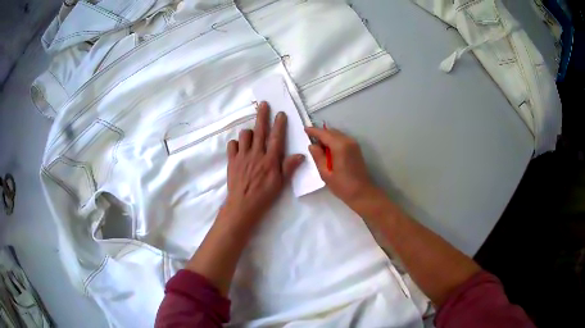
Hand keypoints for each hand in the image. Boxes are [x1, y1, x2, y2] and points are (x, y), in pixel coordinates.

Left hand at [220, 101, 304, 229]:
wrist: (243, 205)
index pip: (276, 138)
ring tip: (252, 135)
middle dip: (262, 115)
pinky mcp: (232, 161)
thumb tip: (301, 155)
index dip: (279, 124)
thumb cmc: (264, 196)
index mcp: (270, 160)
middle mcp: (256, 154)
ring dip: (249, 132)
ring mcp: (242, 156)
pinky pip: (232, 145)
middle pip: (260, 130)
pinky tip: (240, 148)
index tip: (280, 113)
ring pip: (245, 135)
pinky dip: (236, 143)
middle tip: (264, 104)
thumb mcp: (280, 184)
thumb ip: (289, 167)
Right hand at [305, 127, 376, 205]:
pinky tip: (328, 150)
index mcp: (340, 146)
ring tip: (318, 146)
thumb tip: (312, 145)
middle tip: (310, 139)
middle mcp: (348, 141)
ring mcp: (353, 144)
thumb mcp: (325, 173)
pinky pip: (342, 139)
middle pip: (331, 132)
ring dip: (327, 137)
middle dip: (321, 133)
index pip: (324, 134)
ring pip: (337, 135)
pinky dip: (334, 141)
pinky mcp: (356, 149)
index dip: (314, 131)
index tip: (305, 129)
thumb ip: (318, 157)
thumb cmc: (342, 185)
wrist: (362, 193)